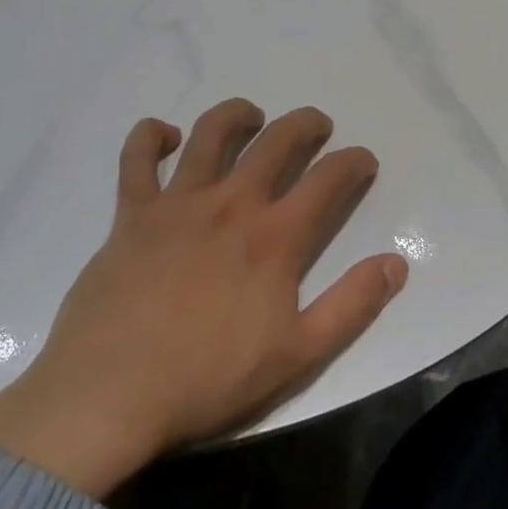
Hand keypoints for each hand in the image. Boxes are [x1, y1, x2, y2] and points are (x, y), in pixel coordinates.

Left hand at [0, 100, 408, 497]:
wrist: (111, 394)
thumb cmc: (209, 379)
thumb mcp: (299, 354)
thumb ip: (352, 305)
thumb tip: (396, 263)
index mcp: (275, 237)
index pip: (329, 179)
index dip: (354, 162)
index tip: (362, 161)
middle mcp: (232, 204)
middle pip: (277, 141)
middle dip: (306, 124)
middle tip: (317, 126)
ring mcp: (178, 203)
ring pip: (212, 133)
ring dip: (238, 114)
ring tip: (251, 117)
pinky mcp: (133, 213)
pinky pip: (137, 157)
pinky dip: (151, 135)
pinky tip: (166, 135)